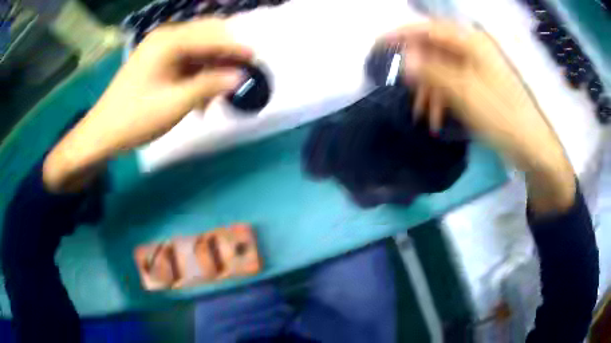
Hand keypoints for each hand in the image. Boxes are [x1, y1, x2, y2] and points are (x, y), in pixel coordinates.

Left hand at [44, 18, 252, 191]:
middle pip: (207, 36)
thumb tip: (240, 76)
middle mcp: (165, 37)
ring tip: (216, 95)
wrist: (103, 132)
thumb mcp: (176, 103)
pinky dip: (197, 74)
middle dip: (225, 55)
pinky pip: (186, 59)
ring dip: (211, 67)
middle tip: (238, 77)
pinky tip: (200, 95)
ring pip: (198, 48)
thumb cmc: (136, 118)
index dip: (236, 48)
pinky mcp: (157, 60)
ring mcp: (160, 48)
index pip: (212, 36)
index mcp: (168, 41)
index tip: (256, 61)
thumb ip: (210, 85)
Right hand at [383, 21, 575, 212]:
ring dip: (430, 91)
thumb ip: (433, 71)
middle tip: (404, 92)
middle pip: (435, 50)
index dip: (402, 35)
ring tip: (424, 116)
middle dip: (418, 71)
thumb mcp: (465, 93)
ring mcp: (478, 67)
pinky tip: (438, 118)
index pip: (429, 29)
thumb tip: (405, 58)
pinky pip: (454, 83)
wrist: (533, 146)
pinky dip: (443, 99)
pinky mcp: (481, 84)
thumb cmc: (503, 117)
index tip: (379, 45)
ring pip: (443, 69)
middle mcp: (474, 49)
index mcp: (472, 42)